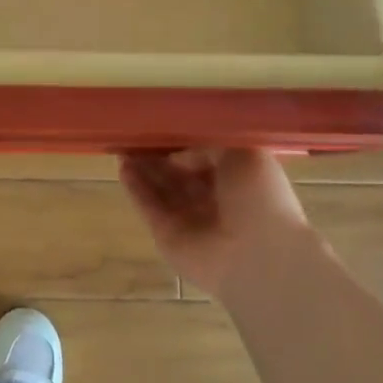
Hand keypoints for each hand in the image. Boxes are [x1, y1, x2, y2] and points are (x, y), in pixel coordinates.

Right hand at [118, 147, 311, 302]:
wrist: (260, 257)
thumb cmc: (260, 199)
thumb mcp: (244, 153)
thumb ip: (209, 145)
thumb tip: (179, 150)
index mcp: (239, 182)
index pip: (205, 158)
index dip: (183, 142)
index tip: (162, 125)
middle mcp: (215, 202)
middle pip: (179, 174)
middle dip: (158, 156)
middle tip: (135, 135)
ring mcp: (191, 221)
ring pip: (162, 190)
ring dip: (143, 169)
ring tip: (122, 147)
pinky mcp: (169, 237)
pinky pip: (149, 208)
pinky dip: (136, 189)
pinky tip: (123, 168)